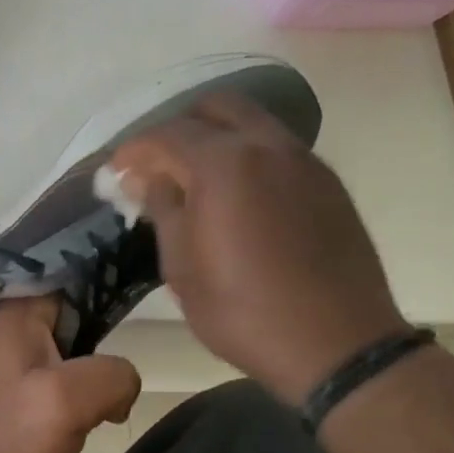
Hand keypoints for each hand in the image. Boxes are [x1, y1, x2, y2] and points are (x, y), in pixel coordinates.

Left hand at [0, 296, 140, 452]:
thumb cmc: (3, 437)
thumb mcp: (69, 400)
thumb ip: (113, 375)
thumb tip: (122, 385)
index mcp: (16, 308)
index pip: (75, 273)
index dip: (110, 287)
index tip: (140, 307)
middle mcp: (5, 320)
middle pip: (75, 312)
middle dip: (101, 343)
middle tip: (116, 379)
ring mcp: (2, 353)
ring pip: (68, 346)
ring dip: (88, 373)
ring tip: (102, 405)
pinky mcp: (4, 384)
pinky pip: (52, 371)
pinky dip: (71, 391)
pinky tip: (80, 418)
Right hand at [111, 91, 407, 403]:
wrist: (338, 345)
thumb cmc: (245, 313)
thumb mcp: (183, 270)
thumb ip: (163, 211)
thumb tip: (148, 180)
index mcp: (224, 165)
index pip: (166, 135)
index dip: (133, 150)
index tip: (115, 172)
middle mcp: (267, 146)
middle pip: (215, 107)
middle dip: (178, 127)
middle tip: (157, 164)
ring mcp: (304, 161)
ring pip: (252, 122)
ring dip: (216, 137)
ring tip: (195, 177)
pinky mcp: (327, 182)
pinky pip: (278, 147)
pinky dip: (248, 154)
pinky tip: (237, 194)